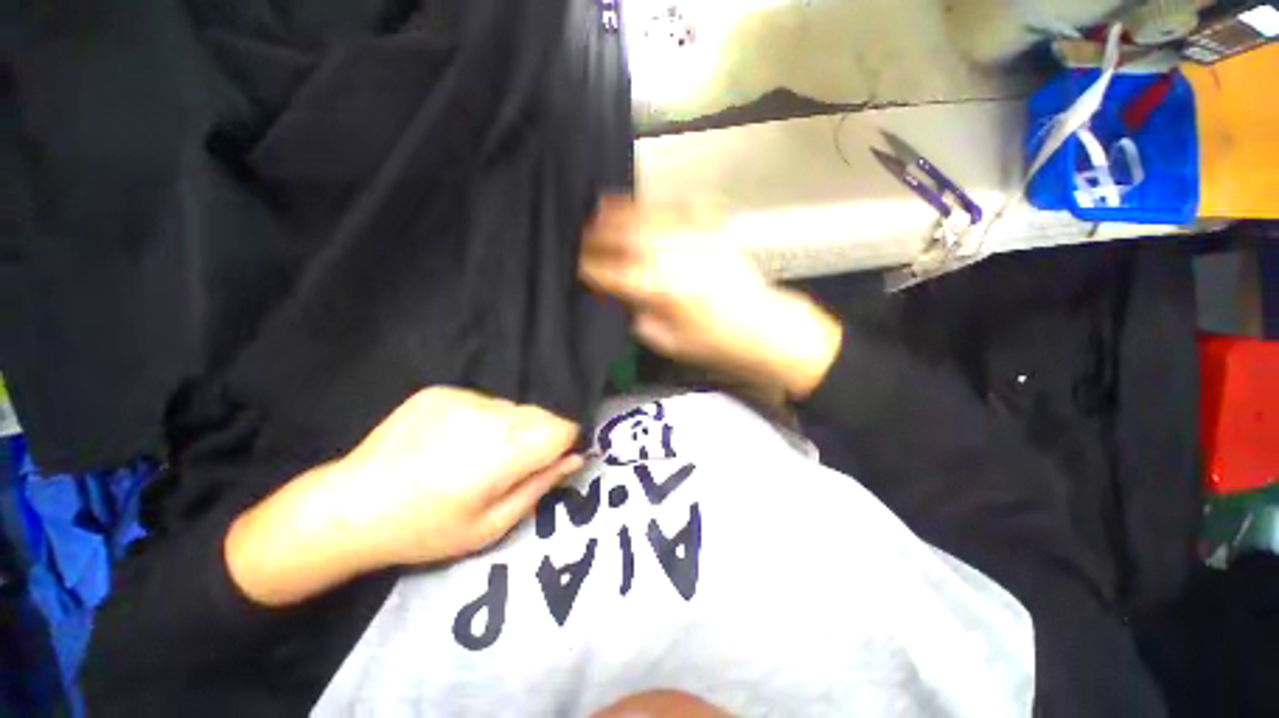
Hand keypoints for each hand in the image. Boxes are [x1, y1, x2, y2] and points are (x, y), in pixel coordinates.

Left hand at [226, 387, 581, 605]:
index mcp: (505, 451)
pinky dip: (482, 419)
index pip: (563, 428)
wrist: (349, 506)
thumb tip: (575, 458)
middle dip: (539, 437)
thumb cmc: (426, 528)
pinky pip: (483, 401)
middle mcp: (490, 415)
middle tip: (509, 467)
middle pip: (542, 414)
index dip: (563, 444)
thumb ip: (539, 486)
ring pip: (513, 408)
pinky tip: (453, 441)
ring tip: (477, 455)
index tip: (549, 462)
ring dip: (511, 427)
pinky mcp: (442, 391)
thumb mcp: (491, 525)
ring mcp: (464, 397)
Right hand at [580, 197, 842, 398]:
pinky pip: (687, 209)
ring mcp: (701, 243)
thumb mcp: (669, 343)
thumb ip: (641, 317)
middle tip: (584, 229)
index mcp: (667, 294)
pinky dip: (664, 203)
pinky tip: (649, 202)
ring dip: (626, 211)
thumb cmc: (716, 344)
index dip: (594, 267)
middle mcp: (681, 262)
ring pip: (655, 219)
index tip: (577, 262)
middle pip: (634, 239)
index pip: (620, 275)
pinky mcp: (718, 235)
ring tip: (603, 205)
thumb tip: (623, 296)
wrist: (764, 330)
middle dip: (603, 232)